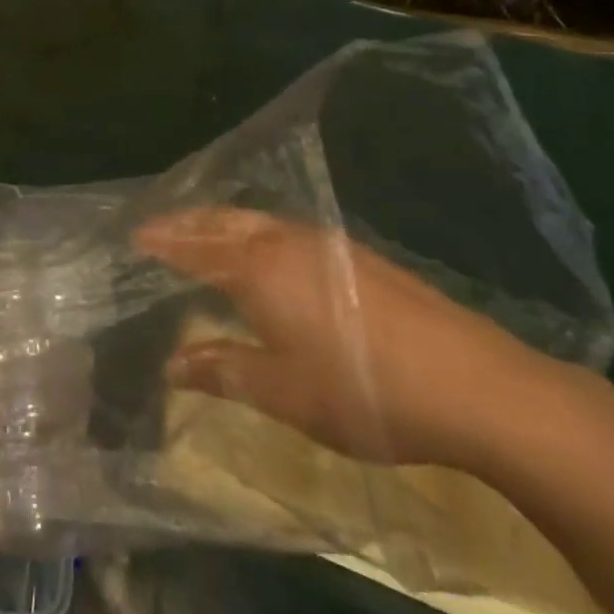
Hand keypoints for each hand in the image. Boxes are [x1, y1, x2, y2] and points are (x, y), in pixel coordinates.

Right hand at [136, 208, 569, 471]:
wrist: (478, 386)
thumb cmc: (364, 391)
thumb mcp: (283, 392)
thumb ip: (222, 370)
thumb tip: (171, 364)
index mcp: (259, 269)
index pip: (196, 248)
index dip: (164, 242)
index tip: (135, 236)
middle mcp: (288, 243)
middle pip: (225, 221)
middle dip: (188, 221)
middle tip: (160, 228)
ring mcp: (329, 246)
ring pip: (259, 222)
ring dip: (223, 224)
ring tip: (204, 235)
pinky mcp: (361, 258)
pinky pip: (288, 232)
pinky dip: (257, 234)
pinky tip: (268, 256)